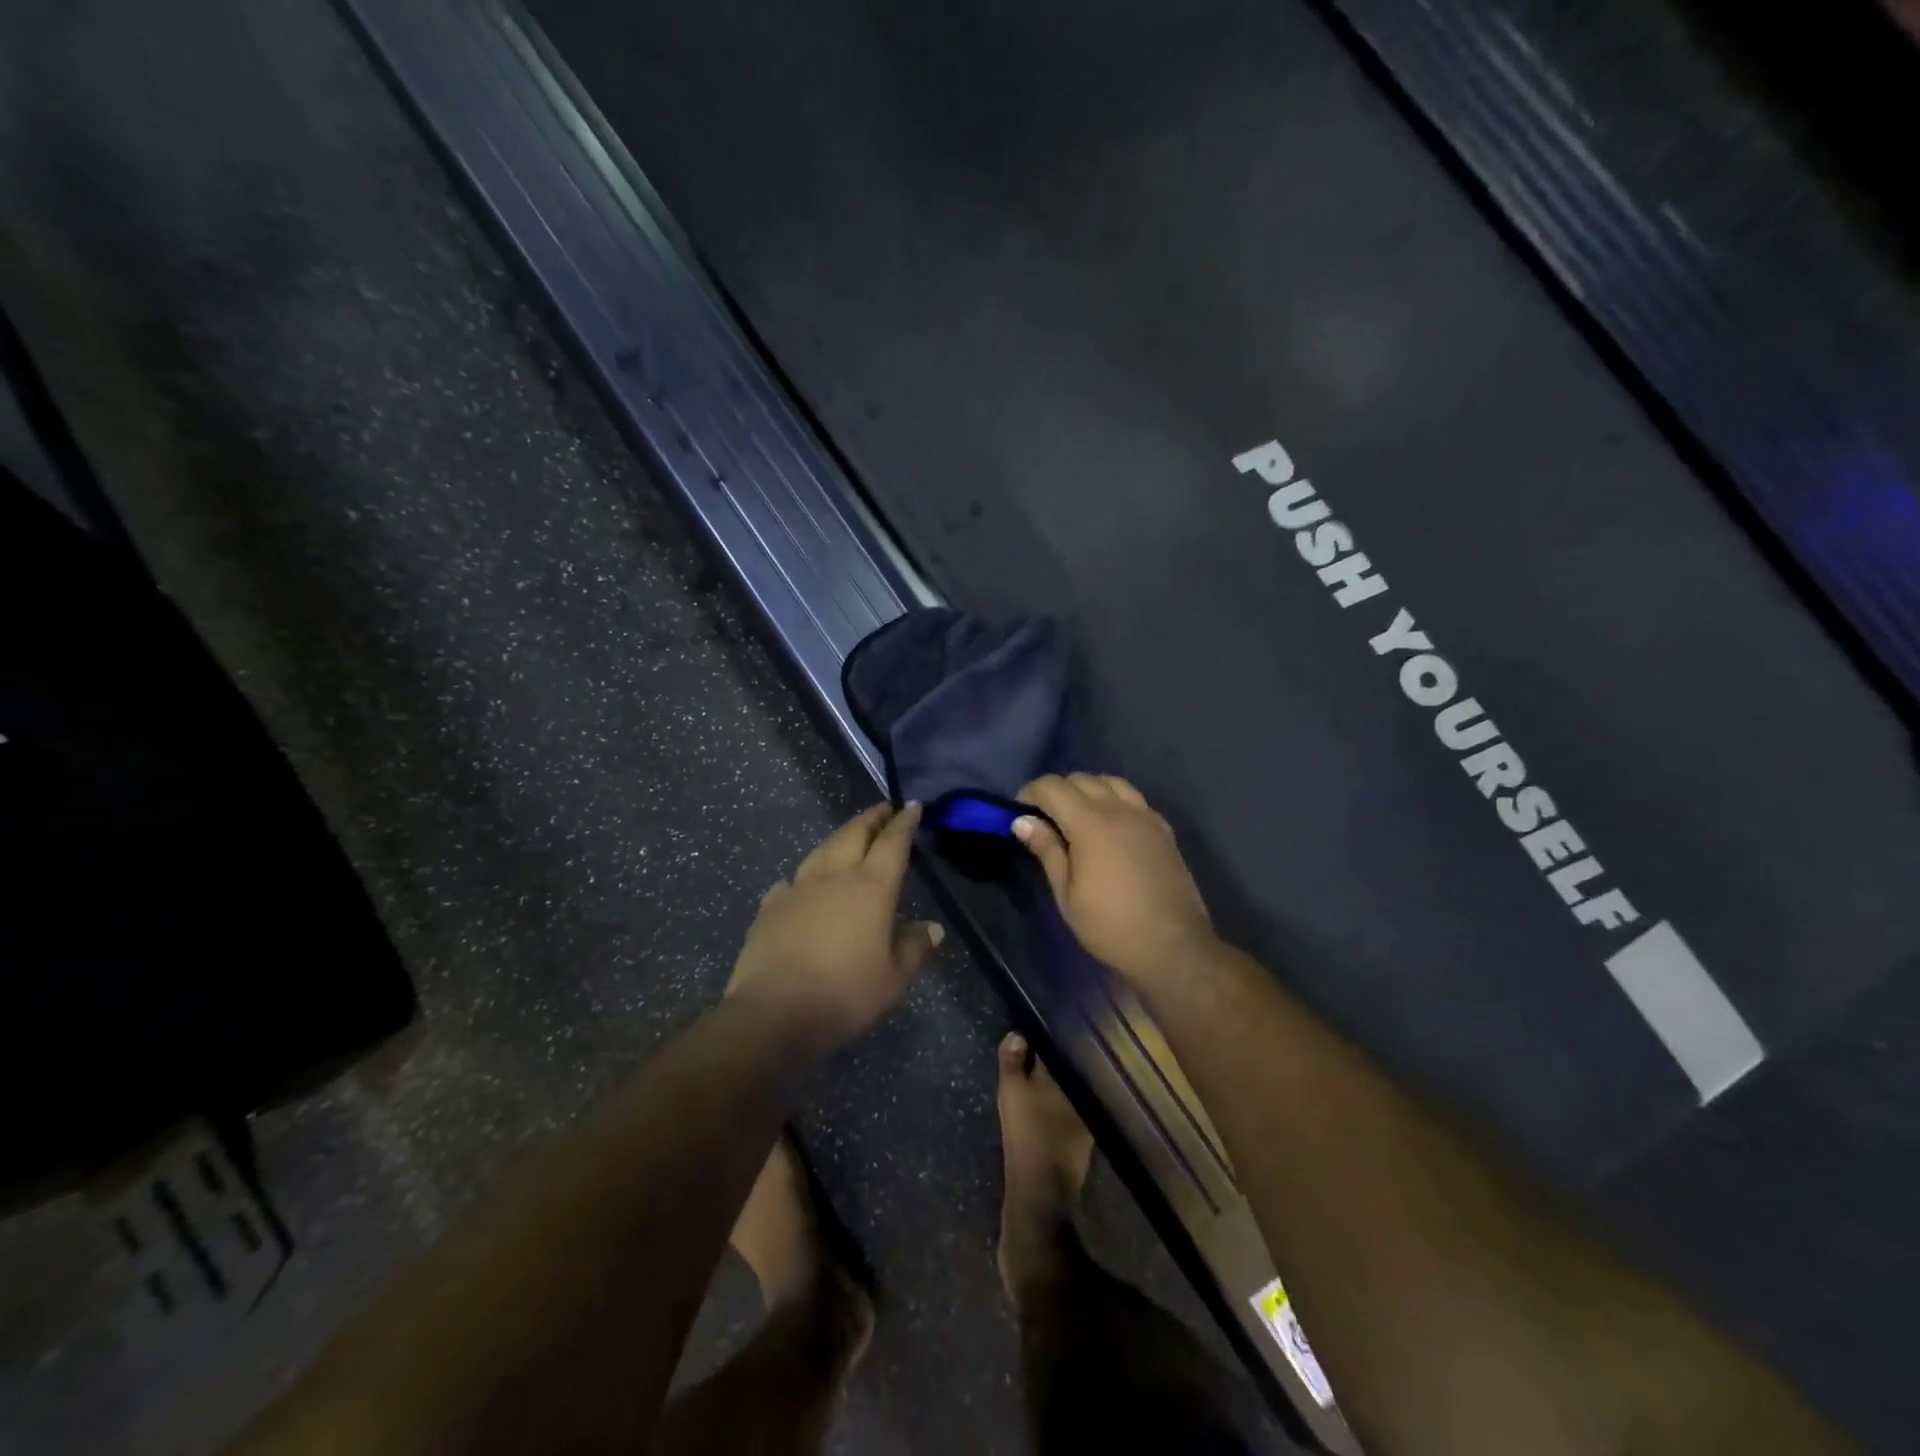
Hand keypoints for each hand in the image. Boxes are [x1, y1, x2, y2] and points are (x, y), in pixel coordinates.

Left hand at [727, 802, 942, 1050]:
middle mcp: (835, 877)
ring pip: (820, 850)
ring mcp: (798, 889)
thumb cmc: (845, 995)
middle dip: (870, 819)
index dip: (904, 823)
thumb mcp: (893, 978)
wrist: (774, 1013)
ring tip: (848, 837)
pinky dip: (801, 877)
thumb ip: (914, 948)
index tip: (912, 806)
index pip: (892, 843)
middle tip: (882, 810)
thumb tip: (932, 927)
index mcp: (871, 888)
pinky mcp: (770, 909)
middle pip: (853, 834)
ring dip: (838, 838)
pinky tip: (797, 884)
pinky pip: (789, 882)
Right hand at [1015, 774, 1216, 986]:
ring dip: (1088, 790)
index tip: (1019, 814)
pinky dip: (1114, 800)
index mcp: (1091, 823)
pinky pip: (1133, 798)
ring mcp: (1146, 816)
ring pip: (1110, 782)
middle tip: (1045, 819)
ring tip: (1078, 818)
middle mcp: (1119, 809)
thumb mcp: (1067, 895)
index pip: (1053, 787)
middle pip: (1081, 779)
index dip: (1030, 793)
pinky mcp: (1163, 828)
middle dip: (1057, 791)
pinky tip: (1110, 827)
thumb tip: (1022, 821)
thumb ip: (1047, 850)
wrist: (1173, 947)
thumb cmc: (1110, 926)